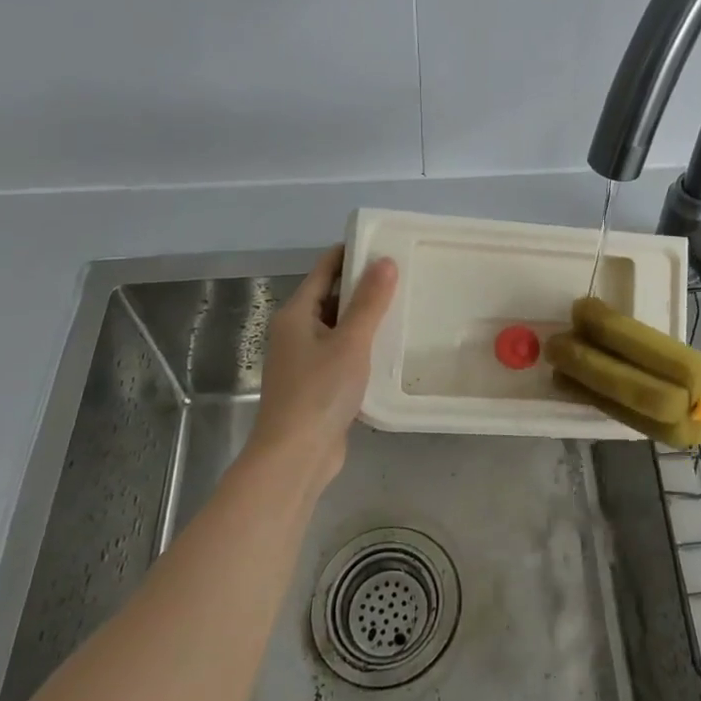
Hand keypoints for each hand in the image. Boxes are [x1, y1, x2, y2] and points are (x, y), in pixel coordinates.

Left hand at [251, 246, 397, 486]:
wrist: (295, 457)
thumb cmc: (319, 392)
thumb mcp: (350, 341)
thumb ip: (369, 302)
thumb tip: (385, 260)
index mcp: (296, 314)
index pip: (325, 269)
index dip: (352, 253)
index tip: (385, 243)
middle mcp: (296, 332)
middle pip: (331, 297)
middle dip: (364, 286)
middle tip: (405, 275)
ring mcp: (305, 360)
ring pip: (339, 327)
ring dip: (366, 318)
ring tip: (405, 306)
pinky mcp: (317, 385)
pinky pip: (343, 353)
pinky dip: (364, 346)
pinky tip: (391, 348)